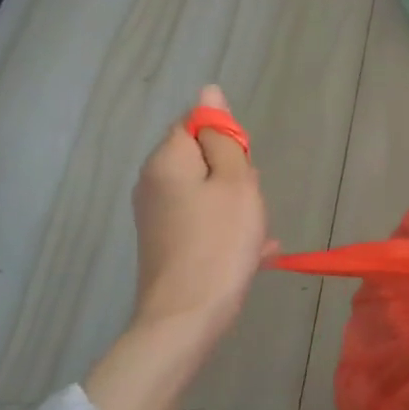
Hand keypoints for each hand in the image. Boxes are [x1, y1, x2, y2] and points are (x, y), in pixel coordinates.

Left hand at [129, 85, 272, 354]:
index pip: (197, 123)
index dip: (228, 139)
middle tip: (251, 201)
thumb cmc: (220, 242)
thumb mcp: (236, 182)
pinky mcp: (166, 243)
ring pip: (208, 192)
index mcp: (166, 162)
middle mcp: (153, 183)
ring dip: (237, 204)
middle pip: (203, 158)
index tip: (245, 168)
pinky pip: (204, 221)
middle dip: (235, 174)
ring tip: (255, 232)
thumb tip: (209, 93)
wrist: (188, 316)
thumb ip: (224, 137)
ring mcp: (157, 216)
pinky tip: (254, 251)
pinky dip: (228, 229)